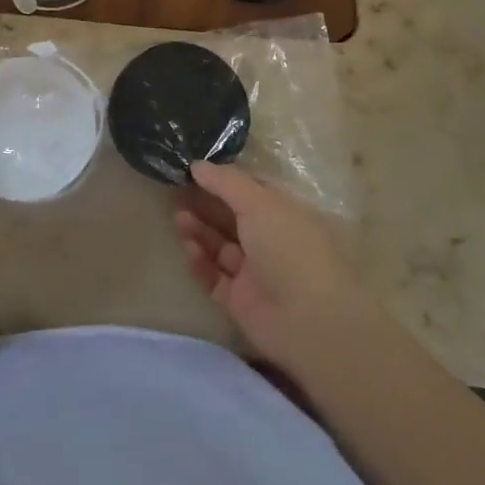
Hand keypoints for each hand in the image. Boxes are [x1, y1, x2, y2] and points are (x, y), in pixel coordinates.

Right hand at [174, 161, 374, 372]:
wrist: (307, 320)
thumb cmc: (290, 248)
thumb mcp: (259, 203)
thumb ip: (226, 182)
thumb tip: (198, 165)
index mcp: (286, 214)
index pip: (252, 192)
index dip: (224, 180)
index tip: (194, 169)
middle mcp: (272, 241)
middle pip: (233, 219)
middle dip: (206, 205)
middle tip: (177, 191)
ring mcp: (256, 273)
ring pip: (221, 247)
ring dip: (200, 231)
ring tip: (179, 218)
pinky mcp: (240, 301)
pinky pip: (214, 277)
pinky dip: (201, 262)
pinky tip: (188, 247)